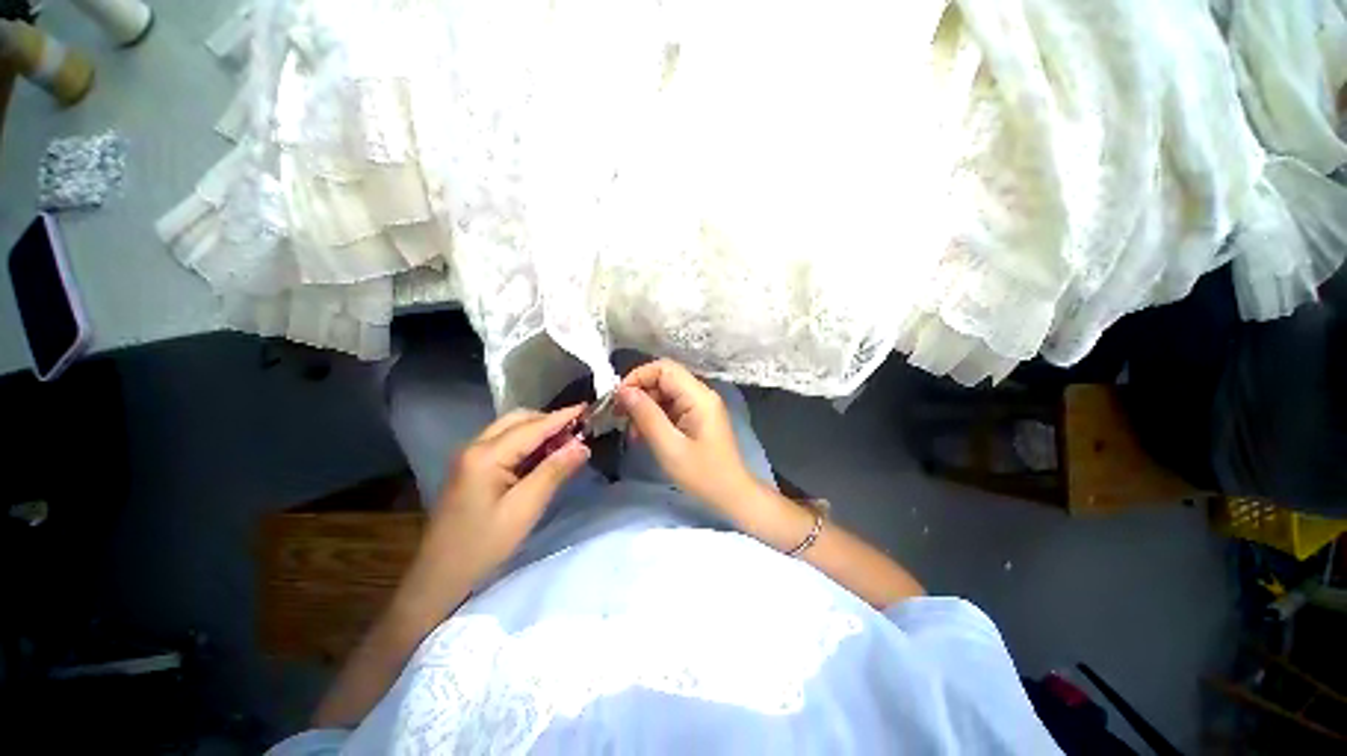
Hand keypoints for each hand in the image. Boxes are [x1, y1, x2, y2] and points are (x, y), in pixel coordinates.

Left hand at [425, 405, 590, 584]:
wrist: (440, 578)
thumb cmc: (484, 545)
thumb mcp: (525, 509)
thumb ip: (554, 471)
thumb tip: (582, 445)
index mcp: (486, 455)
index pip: (532, 427)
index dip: (562, 417)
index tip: (588, 407)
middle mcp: (474, 447)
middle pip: (518, 420)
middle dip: (549, 420)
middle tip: (578, 430)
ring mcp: (469, 457)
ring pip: (510, 429)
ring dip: (538, 430)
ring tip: (565, 441)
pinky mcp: (470, 468)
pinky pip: (503, 443)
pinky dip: (526, 442)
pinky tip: (542, 455)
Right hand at [617, 359, 755, 508]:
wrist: (732, 495)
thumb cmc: (703, 475)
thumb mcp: (669, 447)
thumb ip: (646, 415)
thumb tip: (624, 391)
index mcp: (698, 396)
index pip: (664, 368)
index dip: (638, 377)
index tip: (618, 399)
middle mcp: (701, 394)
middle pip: (663, 379)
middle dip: (639, 395)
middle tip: (620, 418)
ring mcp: (700, 406)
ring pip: (664, 393)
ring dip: (645, 408)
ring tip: (633, 433)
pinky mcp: (697, 417)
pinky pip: (671, 407)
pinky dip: (654, 418)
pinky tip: (644, 435)